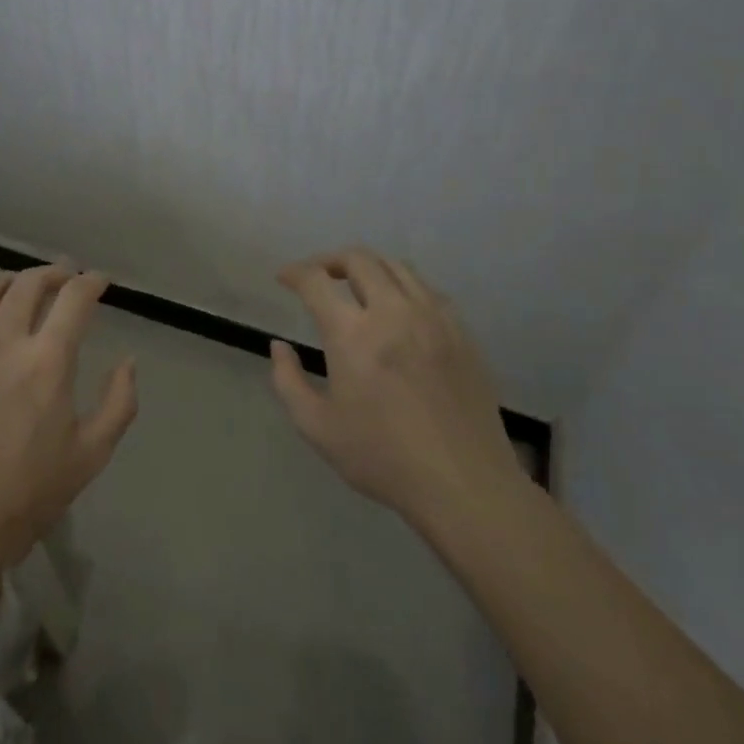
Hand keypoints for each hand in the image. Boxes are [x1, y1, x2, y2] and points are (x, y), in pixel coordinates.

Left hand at [0, 265, 136, 586]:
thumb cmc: (23, 497)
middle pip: (29, 283)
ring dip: (11, 281)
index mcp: (46, 361)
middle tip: (65, 277)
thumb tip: (128, 362)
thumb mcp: (90, 456)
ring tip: (22, 289)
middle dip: (54, 273)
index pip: (74, 298)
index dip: (91, 282)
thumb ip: (119, 403)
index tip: (99, 281)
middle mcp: (1, 339)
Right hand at [271, 248, 525, 529]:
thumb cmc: (383, 458)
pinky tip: (398, 309)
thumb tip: (279, 346)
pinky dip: (403, 286)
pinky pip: (428, 289)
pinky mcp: (461, 333)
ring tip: (356, 286)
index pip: (316, 280)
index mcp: (353, 335)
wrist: (464, 485)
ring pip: (397, 267)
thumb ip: (288, 381)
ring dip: (368, 267)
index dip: (294, 272)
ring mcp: (433, 319)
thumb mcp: (317, 427)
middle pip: (359, 259)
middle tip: (318, 277)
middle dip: (330, 260)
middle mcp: (393, 313)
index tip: (284, 278)